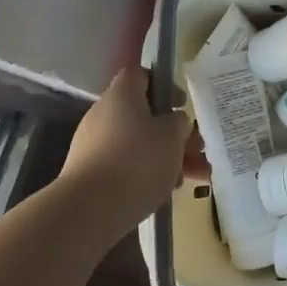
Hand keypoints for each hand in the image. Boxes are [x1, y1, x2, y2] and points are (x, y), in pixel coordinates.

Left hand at [58, 68, 190, 229]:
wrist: (89, 210)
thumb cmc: (137, 161)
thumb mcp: (173, 136)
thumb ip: (179, 122)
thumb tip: (173, 122)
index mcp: (121, 94)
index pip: (142, 75)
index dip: (164, 85)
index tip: (181, 104)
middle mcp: (103, 114)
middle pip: (144, 114)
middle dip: (174, 132)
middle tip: (197, 149)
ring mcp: (93, 145)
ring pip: (138, 143)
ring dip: (167, 156)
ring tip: (194, 177)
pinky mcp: (90, 174)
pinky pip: (125, 165)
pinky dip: (147, 173)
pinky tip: (168, 192)